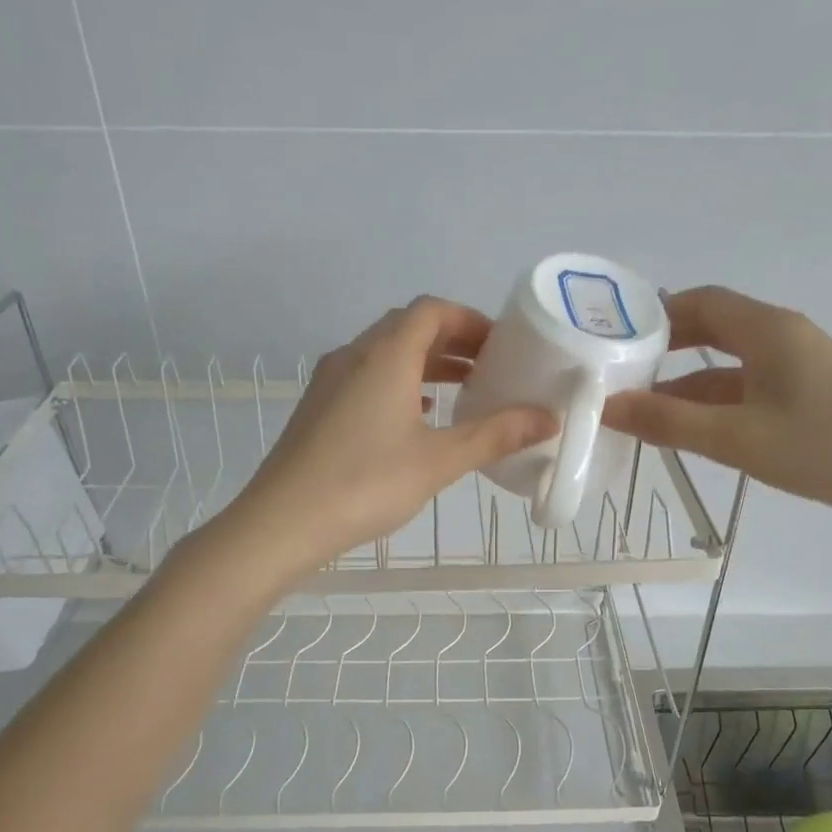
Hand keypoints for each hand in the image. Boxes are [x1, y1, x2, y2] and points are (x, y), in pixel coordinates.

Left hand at [218, 298, 557, 577]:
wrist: (283, 521)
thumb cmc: (367, 483)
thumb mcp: (440, 460)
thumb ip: (495, 435)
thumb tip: (548, 419)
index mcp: (386, 354)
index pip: (432, 311)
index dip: (470, 320)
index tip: (501, 346)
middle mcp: (354, 354)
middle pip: (408, 327)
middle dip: (452, 342)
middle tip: (488, 369)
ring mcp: (329, 380)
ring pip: (384, 354)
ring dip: (424, 364)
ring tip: (461, 392)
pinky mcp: (317, 408)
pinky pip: (365, 378)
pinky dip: (398, 385)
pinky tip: (414, 417)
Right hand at [601, 287, 831, 531]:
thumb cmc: (825, 447)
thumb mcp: (737, 438)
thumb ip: (669, 422)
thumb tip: (608, 407)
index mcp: (768, 329)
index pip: (701, 301)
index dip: (655, 314)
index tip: (615, 338)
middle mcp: (782, 337)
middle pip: (713, 328)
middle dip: (665, 347)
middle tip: (620, 371)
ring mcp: (798, 367)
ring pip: (729, 363)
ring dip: (687, 381)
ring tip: (642, 407)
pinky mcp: (808, 396)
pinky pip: (748, 387)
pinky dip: (714, 401)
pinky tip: (691, 428)